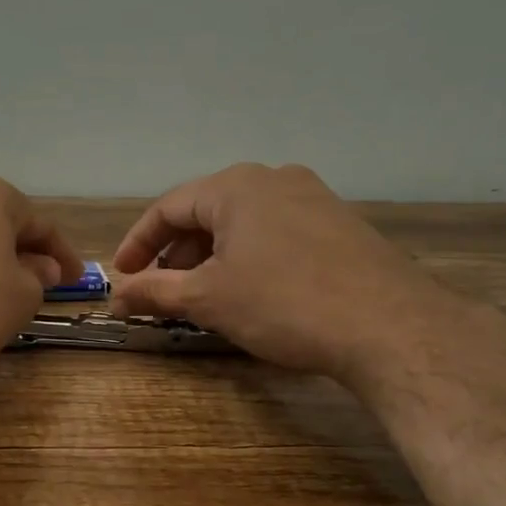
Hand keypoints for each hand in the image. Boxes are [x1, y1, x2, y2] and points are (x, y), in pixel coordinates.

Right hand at [109, 163, 434, 375]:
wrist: (389, 326)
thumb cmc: (283, 303)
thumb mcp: (207, 299)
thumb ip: (155, 292)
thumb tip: (115, 297)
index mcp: (236, 186)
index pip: (169, 208)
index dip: (138, 243)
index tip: (122, 276)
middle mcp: (274, 179)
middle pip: (206, 212)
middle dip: (176, 253)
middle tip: (161, 291)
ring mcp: (313, 198)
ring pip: (243, 224)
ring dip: (212, 258)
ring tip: (202, 296)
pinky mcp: (339, 225)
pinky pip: (276, 233)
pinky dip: (248, 258)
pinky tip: (250, 292)